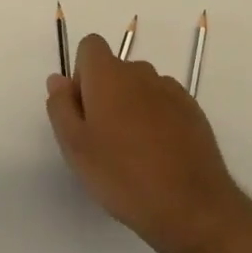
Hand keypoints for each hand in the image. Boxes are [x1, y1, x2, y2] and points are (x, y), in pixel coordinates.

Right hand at [46, 33, 246, 252]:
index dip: (81, 73)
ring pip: (141, 88)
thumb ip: (61, 107)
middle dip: (106, 94)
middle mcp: (140, 72)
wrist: (191, 206)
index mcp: (108, 74)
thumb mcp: (75, 147)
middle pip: (115, 70)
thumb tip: (58, 79)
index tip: (84, 110)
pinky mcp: (193, 111)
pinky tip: (159, 156)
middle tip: (103, 140)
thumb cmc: (122, 175)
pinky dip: (157, 120)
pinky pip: (165, 104)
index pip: (90, 46)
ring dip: (132, 107)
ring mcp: (171, 90)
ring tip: (133, 153)